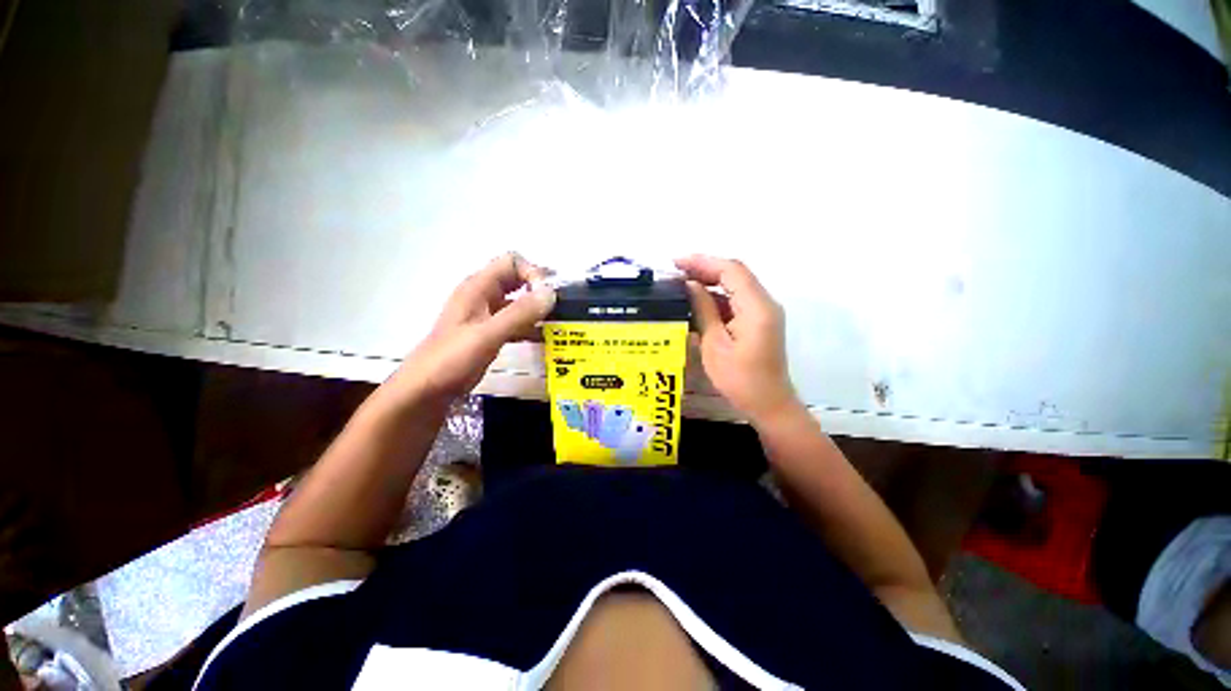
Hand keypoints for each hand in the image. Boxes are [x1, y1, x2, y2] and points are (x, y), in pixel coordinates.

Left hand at [389, 253, 554, 405]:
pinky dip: (530, 326)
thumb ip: (520, 313)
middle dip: (539, 289)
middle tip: (562, 306)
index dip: (533, 273)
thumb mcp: (488, 334)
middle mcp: (483, 295)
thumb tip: (551, 293)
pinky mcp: (489, 333)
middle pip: (516, 279)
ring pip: (517, 302)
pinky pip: (515, 322)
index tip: (548, 297)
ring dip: (537, 309)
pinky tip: (545, 338)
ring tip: (559, 323)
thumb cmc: (452, 359)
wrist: (426, 390)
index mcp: (478, 287)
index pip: (512, 262)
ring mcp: (486, 315)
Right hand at [675, 255, 799, 424]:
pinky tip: (697, 300)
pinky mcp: (759, 320)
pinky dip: (717, 296)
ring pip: (736, 285)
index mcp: (756, 307)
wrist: (768, 404)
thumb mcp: (714, 344)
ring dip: (710, 281)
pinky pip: (737, 300)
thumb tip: (690, 284)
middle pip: (735, 273)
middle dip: (705, 268)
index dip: (703, 262)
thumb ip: (704, 310)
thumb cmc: (739, 379)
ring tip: (681, 283)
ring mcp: (764, 311)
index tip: (676, 263)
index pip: (731, 270)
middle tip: (675, 271)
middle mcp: (765, 302)